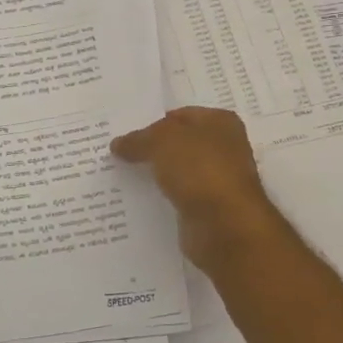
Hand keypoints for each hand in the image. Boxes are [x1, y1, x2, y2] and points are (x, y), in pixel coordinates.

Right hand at [111, 107, 283, 267]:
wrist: (225, 227)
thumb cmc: (200, 170)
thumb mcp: (162, 142)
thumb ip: (139, 139)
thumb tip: (118, 144)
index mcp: (220, 122)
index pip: (179, 115)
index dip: (152, 122)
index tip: (124, 134)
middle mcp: (224, 148)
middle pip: (179, 144)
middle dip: (151, 149)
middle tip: (117, 154)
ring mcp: (217, 181)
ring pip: (178, 172)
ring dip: (155, 175)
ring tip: (120, 176)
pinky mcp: (208, 209)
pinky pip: (178, 197)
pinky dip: (162, 198)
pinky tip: (137, 200)